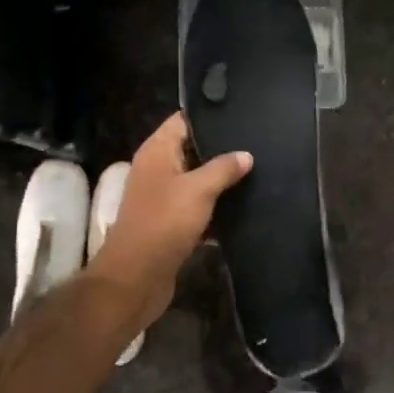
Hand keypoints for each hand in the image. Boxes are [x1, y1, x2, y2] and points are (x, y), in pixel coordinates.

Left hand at [87, 113, 251, 330]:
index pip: (183, 120)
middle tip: (257, 143)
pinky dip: (216, 207)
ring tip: (257, 170)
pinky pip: (198, 207)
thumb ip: (223, 168)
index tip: (242, 113)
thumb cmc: (164, 223)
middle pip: (192, 149)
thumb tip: (246, 154)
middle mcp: (157, 170)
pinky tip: (245, 206)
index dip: (209, 115)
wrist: (136, 278)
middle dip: (221, 148)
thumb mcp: (198, 190)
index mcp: (157, 152)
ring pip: (197, 179)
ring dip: (221, 179)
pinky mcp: (171, 223)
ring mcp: (163, 197)